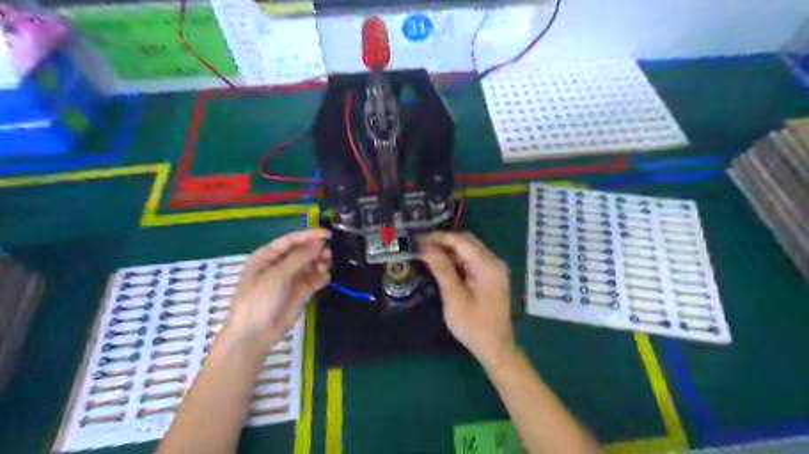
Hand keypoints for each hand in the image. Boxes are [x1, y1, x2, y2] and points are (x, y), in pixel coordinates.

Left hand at [222, 228, 328, 352]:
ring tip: (327, 266)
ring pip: (311, 264)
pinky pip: (315, 278)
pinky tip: (325, 278)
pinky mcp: (301, 291)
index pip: (291, 240)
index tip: (328, 234)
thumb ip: (300, 257)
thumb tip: (320, 243)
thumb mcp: (277, 275)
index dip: (309, 235)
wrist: (255, 334)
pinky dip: (322, 276)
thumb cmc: (259, 299)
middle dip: (317, 250)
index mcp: (267, 255)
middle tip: (329, 254)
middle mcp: (280, 264)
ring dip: (321, 263)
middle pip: (303, 251)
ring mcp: (291, 278)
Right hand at [420, 233, 514, 366]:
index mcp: (488, 266)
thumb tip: (425, 248)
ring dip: (449, 249)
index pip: (461, 241)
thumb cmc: (473, 325)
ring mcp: (494, 268)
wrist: (495, 347)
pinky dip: (456, 258)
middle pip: (467, 241)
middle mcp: (494, 262)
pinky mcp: (490, 276)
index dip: (438, 237)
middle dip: (443, 241)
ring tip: (427, 253)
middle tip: (420, 245)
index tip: (418, 239)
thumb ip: (441, 269)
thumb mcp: (454, 297)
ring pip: (469, 249)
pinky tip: (442, 263)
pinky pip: (472, 259)